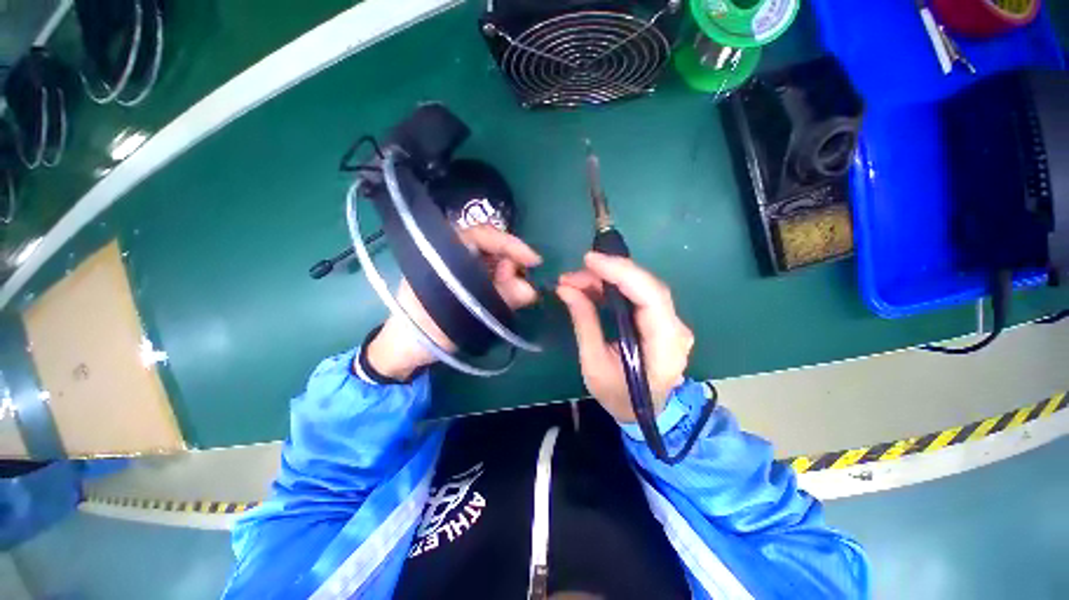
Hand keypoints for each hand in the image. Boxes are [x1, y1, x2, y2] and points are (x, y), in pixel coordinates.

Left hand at [366, 225, 542, 379]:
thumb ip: (494, 302)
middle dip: (512, 263)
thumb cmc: (422, 330)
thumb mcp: (458, 317)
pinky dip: (505, 285)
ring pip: (494, 262)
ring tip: (517, 295)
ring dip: (510, 277)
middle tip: (523, 286)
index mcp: (441, 252)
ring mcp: (461, 268)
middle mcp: (453, 254)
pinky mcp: (467, 283)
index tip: (534, 260)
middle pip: (491, 247)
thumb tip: (532, 290)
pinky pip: (492, 277)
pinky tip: (510, 297)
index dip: (509, 244)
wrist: (405, 350)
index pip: (480, 235)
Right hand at [556, 252, 693, 422]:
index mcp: (665, 347)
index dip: (621, 272)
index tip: (590, 260)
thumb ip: (584, 323)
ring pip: (643, 287)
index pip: (650, 297)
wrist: (642, 414)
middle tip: (575, 273)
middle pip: (647, 286)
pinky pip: (639, 295)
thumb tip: (566, 289)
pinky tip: (593, 286)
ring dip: (609, 278)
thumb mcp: (594, 365)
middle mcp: (676, 330)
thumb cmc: (618, 397)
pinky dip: (615, 287)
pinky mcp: (661, 320)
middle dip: (610, 272)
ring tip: (576, 280)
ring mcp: (672, 323)